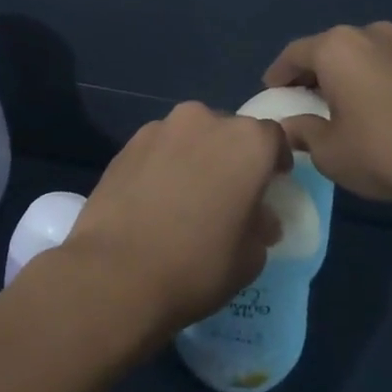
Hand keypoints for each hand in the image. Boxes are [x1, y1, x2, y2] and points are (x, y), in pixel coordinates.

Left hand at [64, 102, 288, 337]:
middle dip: (232, 156)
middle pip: (229, 131)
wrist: (116, 271)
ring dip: (195, 156)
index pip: (273, 137)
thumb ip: (261, 225)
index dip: (274, 161)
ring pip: (190, 136)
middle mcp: (204, 120)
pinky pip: (158, 147)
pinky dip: (163, 164)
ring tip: (187, 196)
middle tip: (227, 192)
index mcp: (246, 141)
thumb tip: (258, 217)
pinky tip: (155, 198)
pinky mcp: (126, 144)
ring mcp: (160, 128)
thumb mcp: (251, 257)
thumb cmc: (198, 265)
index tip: (270, 184)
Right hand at [264, 22, 391, 220]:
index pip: (294, 54)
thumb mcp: (328, 151)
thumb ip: (302, 132)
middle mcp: (370, 34)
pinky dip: (376, 80)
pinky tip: (379, 109)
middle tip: (305, 99)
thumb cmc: (382, 152)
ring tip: (343, 104)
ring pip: (363, 55)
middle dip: (314, 73)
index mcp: (336, 47)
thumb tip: (290, 126)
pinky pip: (390, 66)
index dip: (278, 75)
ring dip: (348, 75)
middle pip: (330, 49)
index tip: (272, 92)